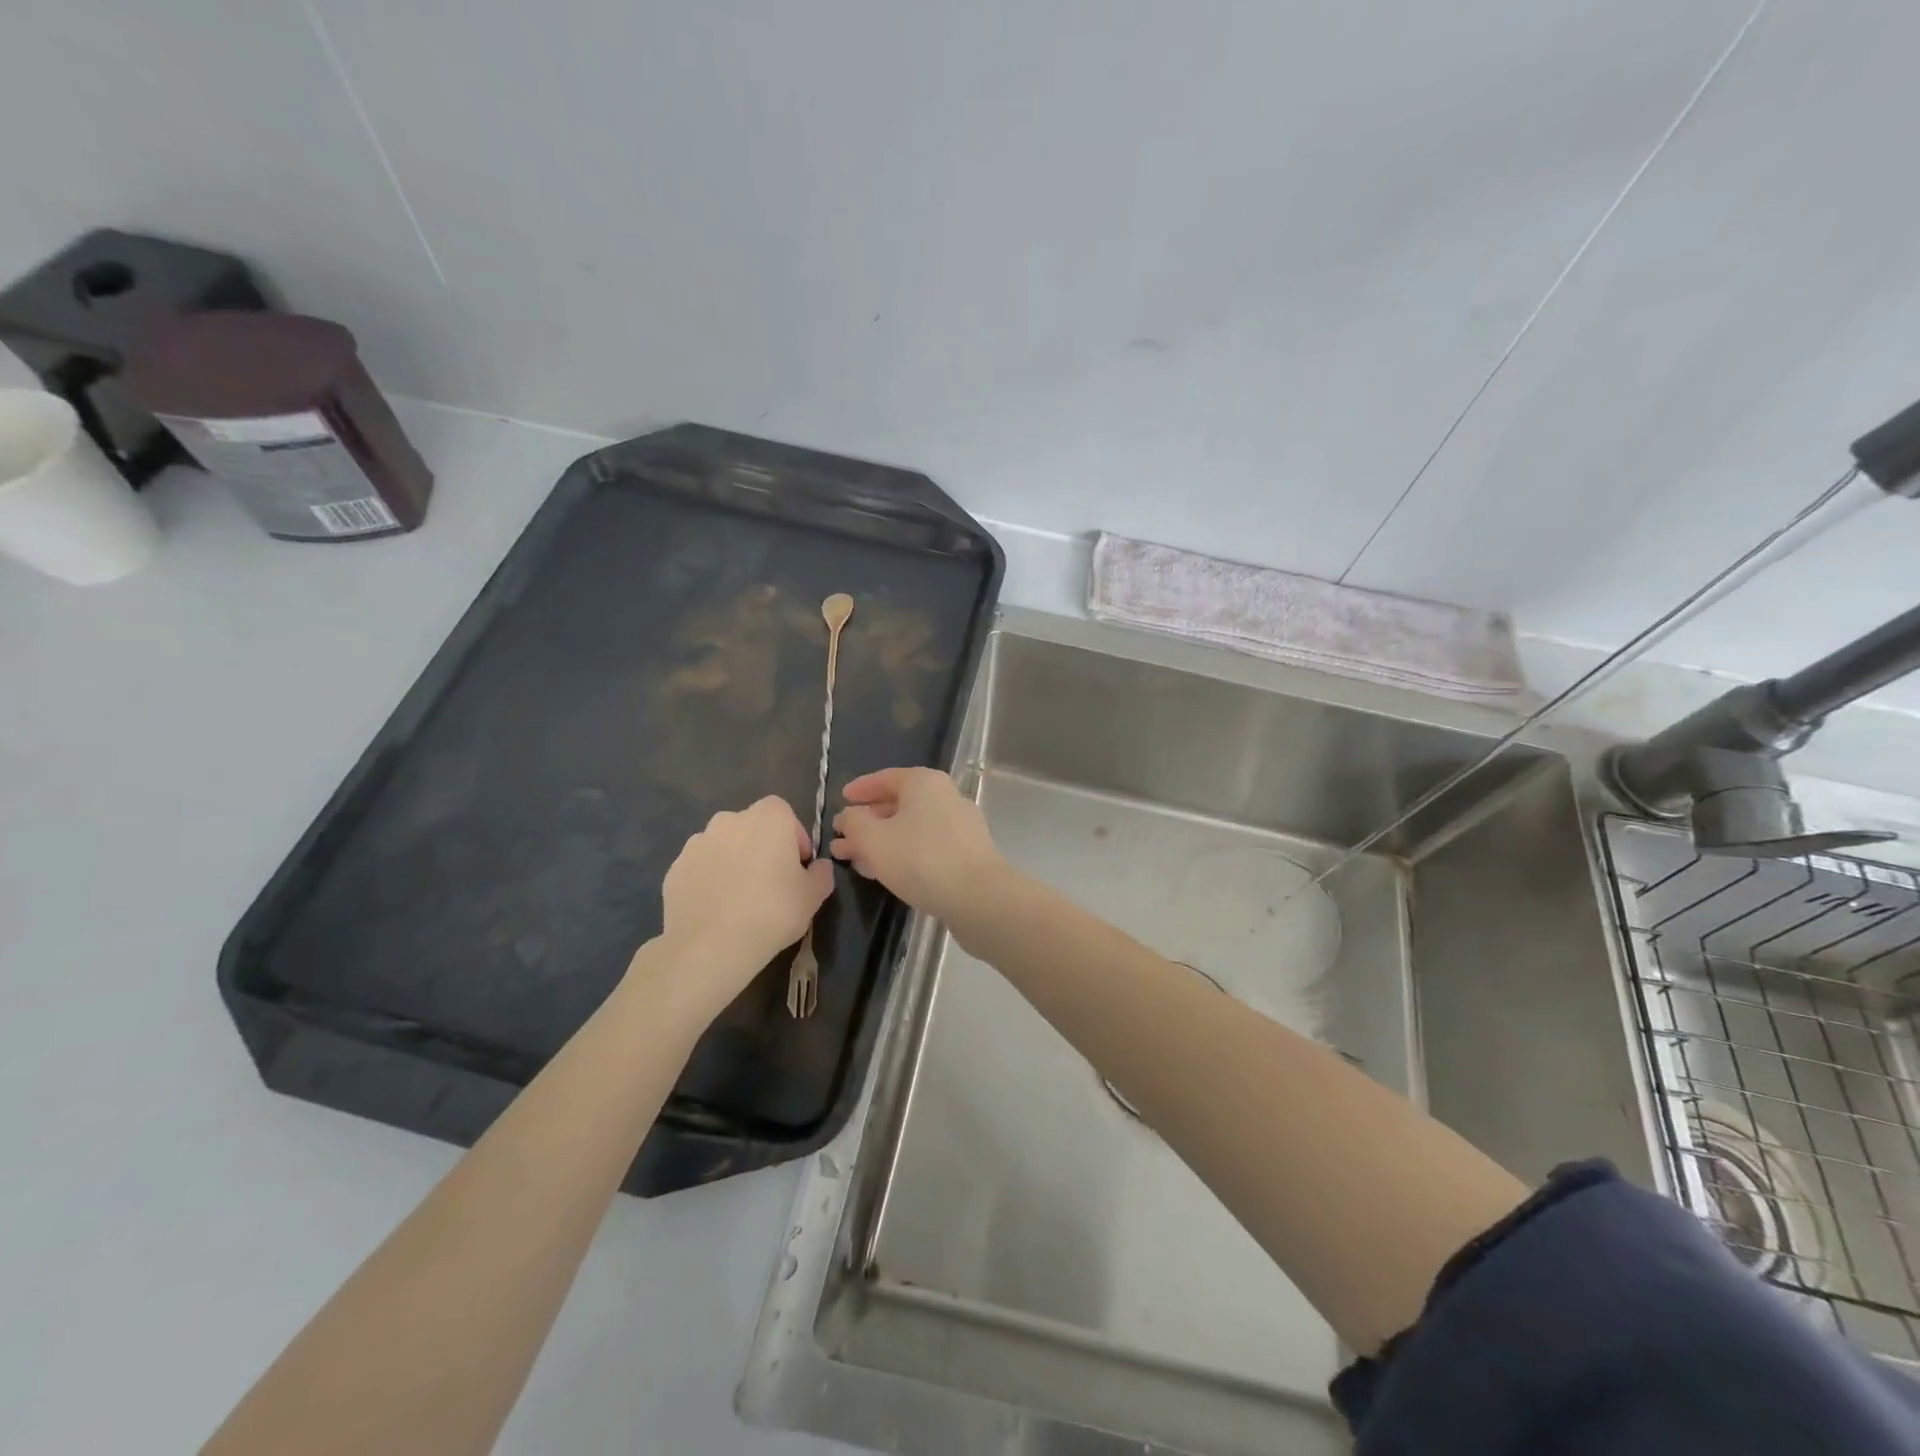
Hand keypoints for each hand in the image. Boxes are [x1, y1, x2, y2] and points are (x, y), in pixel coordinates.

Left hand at [650, 796, 832, 1008]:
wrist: (710, 945)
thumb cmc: (773, 912)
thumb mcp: (813, 896)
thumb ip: (821, 874)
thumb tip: (818, 867)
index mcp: (768, 818)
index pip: (784, 813)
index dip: (793, 837)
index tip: (797, 865)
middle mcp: (729, 820)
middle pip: (751, 826)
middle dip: (761, 846)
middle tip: (770, 881)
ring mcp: (697, 843)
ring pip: (723, 845)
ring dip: (733, 861)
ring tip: (739, 897)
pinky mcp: (674, 868)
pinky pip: (700, 867)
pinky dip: (709, 879)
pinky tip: (716, 908)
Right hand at [829, 768, 1005, 922]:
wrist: (979, 897)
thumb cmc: (920, 859)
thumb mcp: (874, 839)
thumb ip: (854, 822)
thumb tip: (850, 816)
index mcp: (924, 782)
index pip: (885, 778)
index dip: (860, 789)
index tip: (841, 799)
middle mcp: (945, 796)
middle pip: (898, 804)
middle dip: (867, 822)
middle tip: (841, 837)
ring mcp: (959, 825)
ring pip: (910, 828)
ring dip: (880, 841)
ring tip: (853, 859)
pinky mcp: (966, 852)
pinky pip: (925, 845)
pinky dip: (902, 852)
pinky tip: (883, 872)